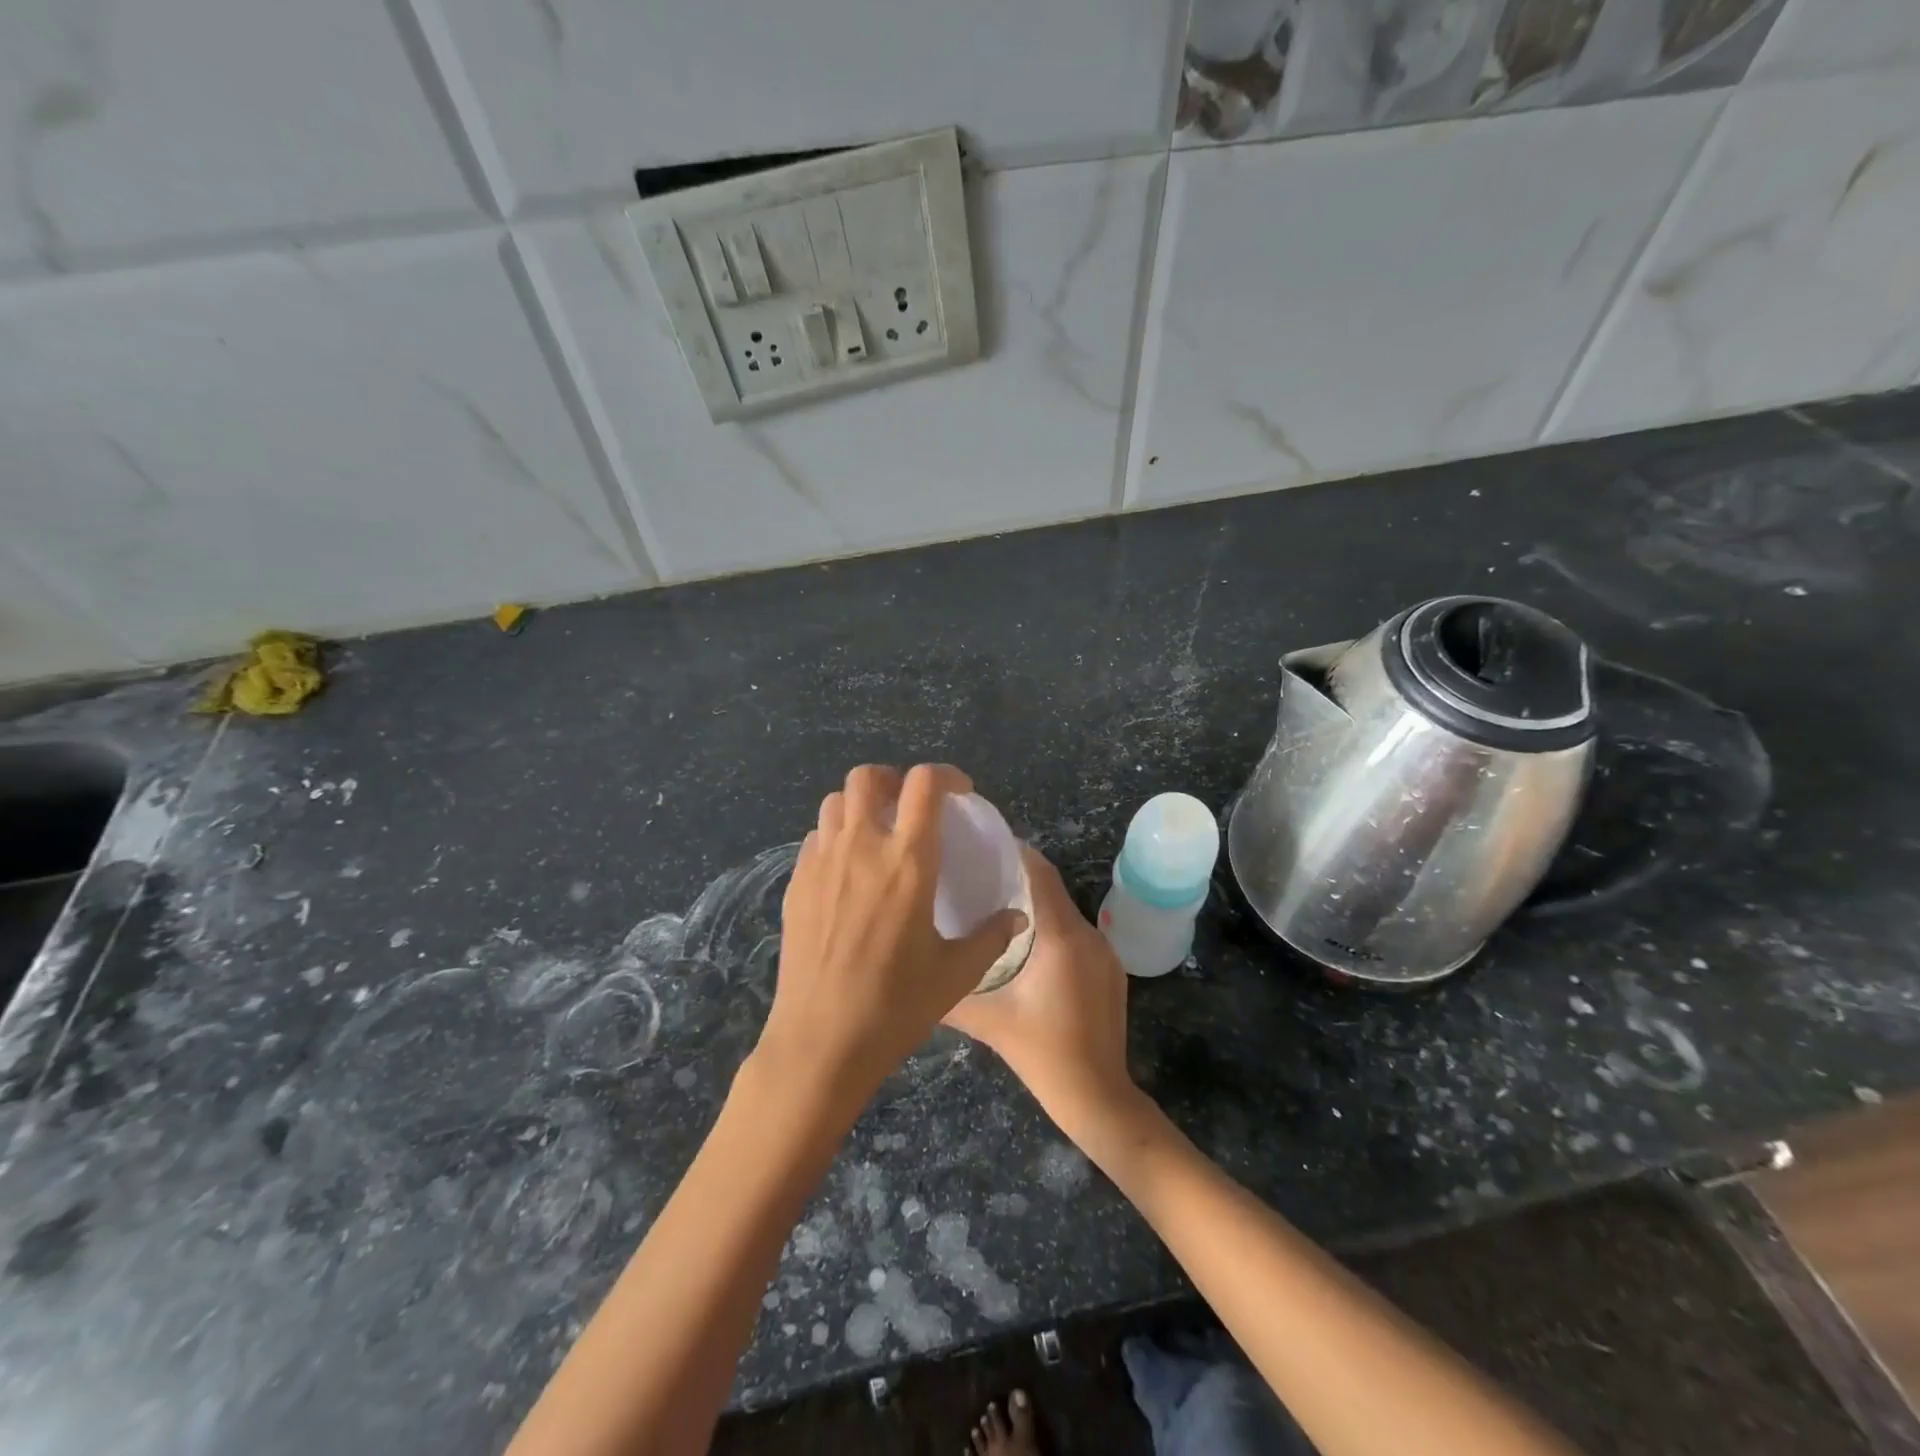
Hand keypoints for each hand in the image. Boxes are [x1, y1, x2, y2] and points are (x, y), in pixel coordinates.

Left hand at [758, 764, 1026, 1102]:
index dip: (945, 775)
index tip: (959, 793)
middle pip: (868, 777)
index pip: (924, 784)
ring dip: (860, 804)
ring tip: (877, 832)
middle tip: (910, 806)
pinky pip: (815, 837)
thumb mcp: (957, 973)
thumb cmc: (896, 1005)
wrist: (822, 1040)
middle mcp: (861, 847)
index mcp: (908, 861)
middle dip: (892, 779)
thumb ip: (991, 936)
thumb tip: (1018, 918)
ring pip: (835, 802)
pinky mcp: (797, 883)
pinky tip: (847, 870)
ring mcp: (822, 862)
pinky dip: (835, 835)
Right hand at [943, 847, 1139, 1142]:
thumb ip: (951, 991)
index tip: (984, 844)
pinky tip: (1027, 945)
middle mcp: (1089, 934)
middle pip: (1052, 889)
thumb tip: (917, 970)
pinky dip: (1053, 928)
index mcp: (1061, 937)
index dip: (1015, 852)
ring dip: (1035, 905)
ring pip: (1065, 912)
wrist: (1098, 1097)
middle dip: (1018, 877)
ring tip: (996, 908)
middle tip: (979, 876)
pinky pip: (1077, 933)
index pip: (1041, 873)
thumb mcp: (988, 1021)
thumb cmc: (1041, 1054)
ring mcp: (1105, 952)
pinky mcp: (1111, 969)